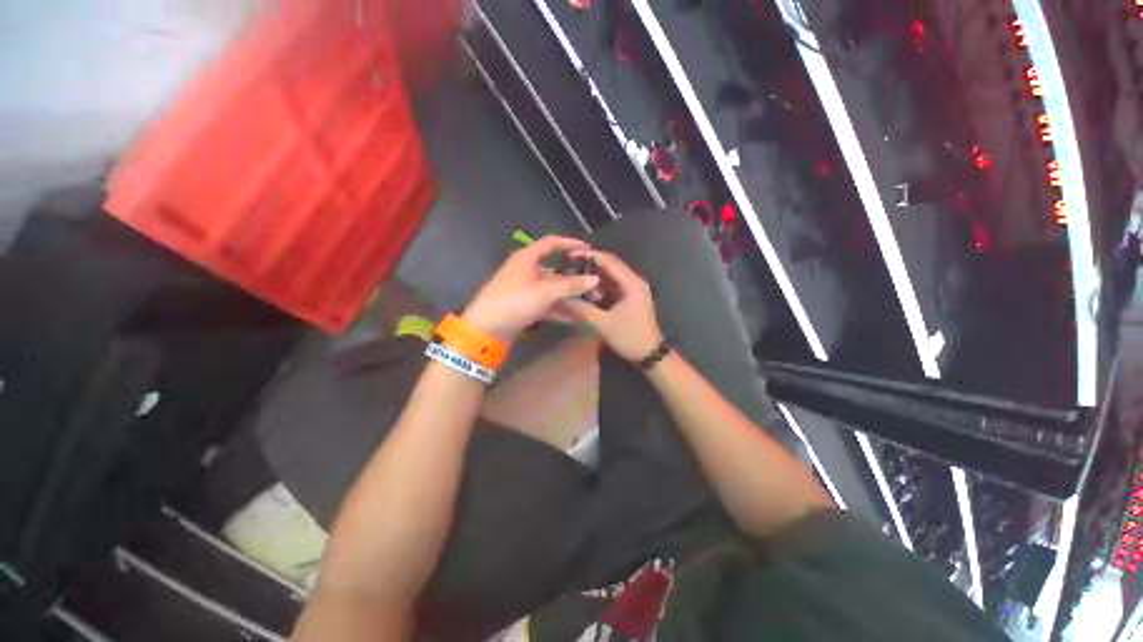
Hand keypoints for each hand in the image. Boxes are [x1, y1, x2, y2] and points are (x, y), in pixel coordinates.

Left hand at [463, 236, 599, 339]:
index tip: (588, 249)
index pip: (552, 243)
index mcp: (527, 258)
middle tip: (594, 284)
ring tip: (589, 303)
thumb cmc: (514, 301)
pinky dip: (560, 309)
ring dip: (569, 296)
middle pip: (555, 270)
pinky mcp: (525, 305)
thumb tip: (594, 279)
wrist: (486, 329)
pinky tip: (576, 317)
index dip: (570, 243)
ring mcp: (526, 289)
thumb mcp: (544, 292)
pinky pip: (547, 303)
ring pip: (552, 289)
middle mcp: (526, 270)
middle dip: (574, 279)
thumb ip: (570, 286)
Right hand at [563, 252, 663, 361]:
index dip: (589, 255)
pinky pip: (613, 285)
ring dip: (594, 275)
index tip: (570, 255)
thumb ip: (582, 309)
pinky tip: (586, 290)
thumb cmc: (629, 337)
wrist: (649, 354)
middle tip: (569, 265)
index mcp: (631, 283)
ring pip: (611, 276)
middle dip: (590, 264)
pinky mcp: (630, 298)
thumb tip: (563, 297)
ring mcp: (633, 289)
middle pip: (610, 266)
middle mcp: (634, 281)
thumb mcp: (603, 324)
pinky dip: (600, 286)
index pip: (609, 261)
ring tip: (575, 276)